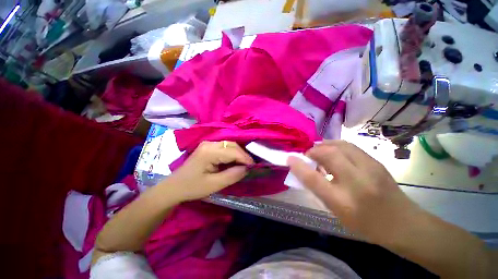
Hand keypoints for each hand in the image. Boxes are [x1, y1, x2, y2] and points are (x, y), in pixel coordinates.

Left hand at [162, 141, 253, 201]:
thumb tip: (247, 168)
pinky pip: (225, 147)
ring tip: (244, 164)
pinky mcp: (208, 147)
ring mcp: (208, 144)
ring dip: (238, 154)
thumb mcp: (214, 185)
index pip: (233, 151)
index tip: (253, 167)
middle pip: (232, 145)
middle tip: (249, 166)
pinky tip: (235, 161)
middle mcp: (209, 143)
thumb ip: (233, 175)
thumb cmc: (193, 187)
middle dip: (243, 155)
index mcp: (209, 152)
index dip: (245, 158)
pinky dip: (232, 154)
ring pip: (229, 145)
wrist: (174, 187)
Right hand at [288, 140, 423, 244]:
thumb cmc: (365, 223)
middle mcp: (358, 183)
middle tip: (308, 156)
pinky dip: (335, 146)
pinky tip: (333, 152)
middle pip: (329, 154)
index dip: (299, 167)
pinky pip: (350, 147)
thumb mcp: (336, 211)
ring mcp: (370, 169)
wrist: (403, 223)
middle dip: (313, 151)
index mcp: (344, 202)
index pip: (314, 180)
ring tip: (319, 152)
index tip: (289, 158)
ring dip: (324, 146)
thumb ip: (319, 189)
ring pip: (340, 146)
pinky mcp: (376, 162)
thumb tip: (305, 169)